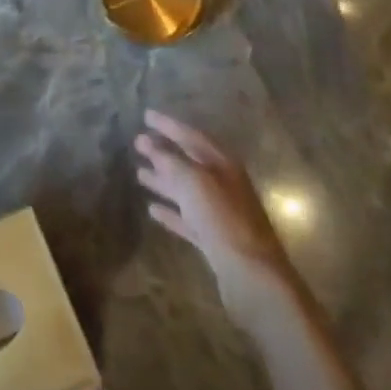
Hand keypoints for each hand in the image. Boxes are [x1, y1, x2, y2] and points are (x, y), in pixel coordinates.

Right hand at [135, 109, 291, 287]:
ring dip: (164, 180)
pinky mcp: (214, 239)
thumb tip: (150, 144)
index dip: (168, 125)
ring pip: (186, 190)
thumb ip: (169, 161)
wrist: (252, 274)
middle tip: (138, 143)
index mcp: (222, 164)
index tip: (146, 115)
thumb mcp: (193, 182)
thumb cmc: (222, 218)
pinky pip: (188, 218)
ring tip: (139, 173)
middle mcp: (223, 184)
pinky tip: (152, 209)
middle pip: (189, 162)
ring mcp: (219, 213)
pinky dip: (171, 212)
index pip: (191, 136)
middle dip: (163, 152)